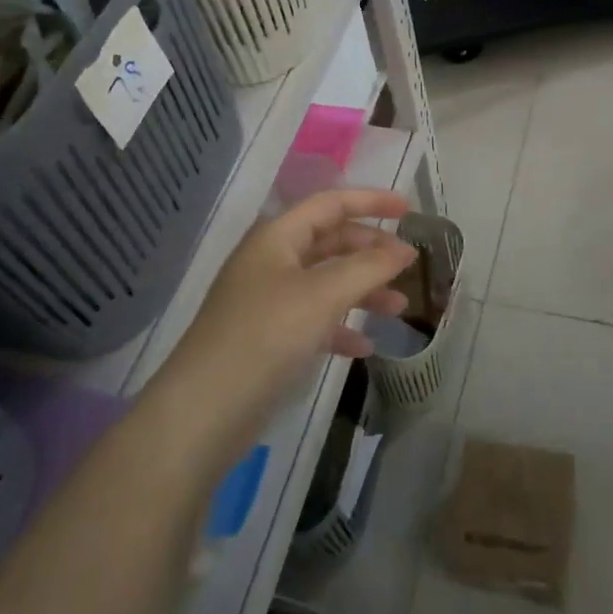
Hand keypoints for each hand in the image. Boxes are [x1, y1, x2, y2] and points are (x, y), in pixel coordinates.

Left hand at [165, 189, 414, 445]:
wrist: (204, 412)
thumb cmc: (266, 336)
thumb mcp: (324, 294)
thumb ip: (369, 267)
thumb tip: (405, 250)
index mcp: (277, 237)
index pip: (331, 204)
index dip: (371, 201)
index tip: (409, 210)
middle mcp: (271, 261)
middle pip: (330, 241)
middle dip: (371, 251)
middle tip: (408, 264)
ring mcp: (268, 300)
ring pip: (326, 282)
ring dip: (363, 290)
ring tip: (399, 308)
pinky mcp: (267, 338)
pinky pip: (314, 320)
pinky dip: (341, 327)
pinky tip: (365, 347)